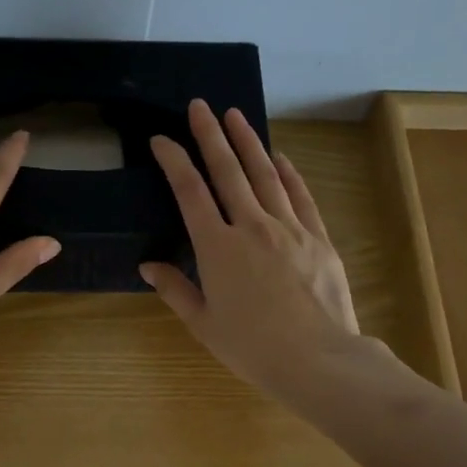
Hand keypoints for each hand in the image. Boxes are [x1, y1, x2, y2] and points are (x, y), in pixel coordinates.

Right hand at [141, 101, 361, 408]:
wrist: (318, 360)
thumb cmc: (252, 348)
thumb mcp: (204, 324)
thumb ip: (175, 290)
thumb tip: (149, 266)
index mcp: (217, 248)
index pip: (189, 192)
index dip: (173, 161)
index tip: (161, 139)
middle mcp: (251, 226)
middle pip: (227, 171)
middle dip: (210, 135)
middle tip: (199, 105)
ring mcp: (289, 228)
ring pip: (265, 175)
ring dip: (248, 142)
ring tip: (235, 115)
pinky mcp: (318, 238)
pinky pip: (300, 196)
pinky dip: (288, 173)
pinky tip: (280, 157)